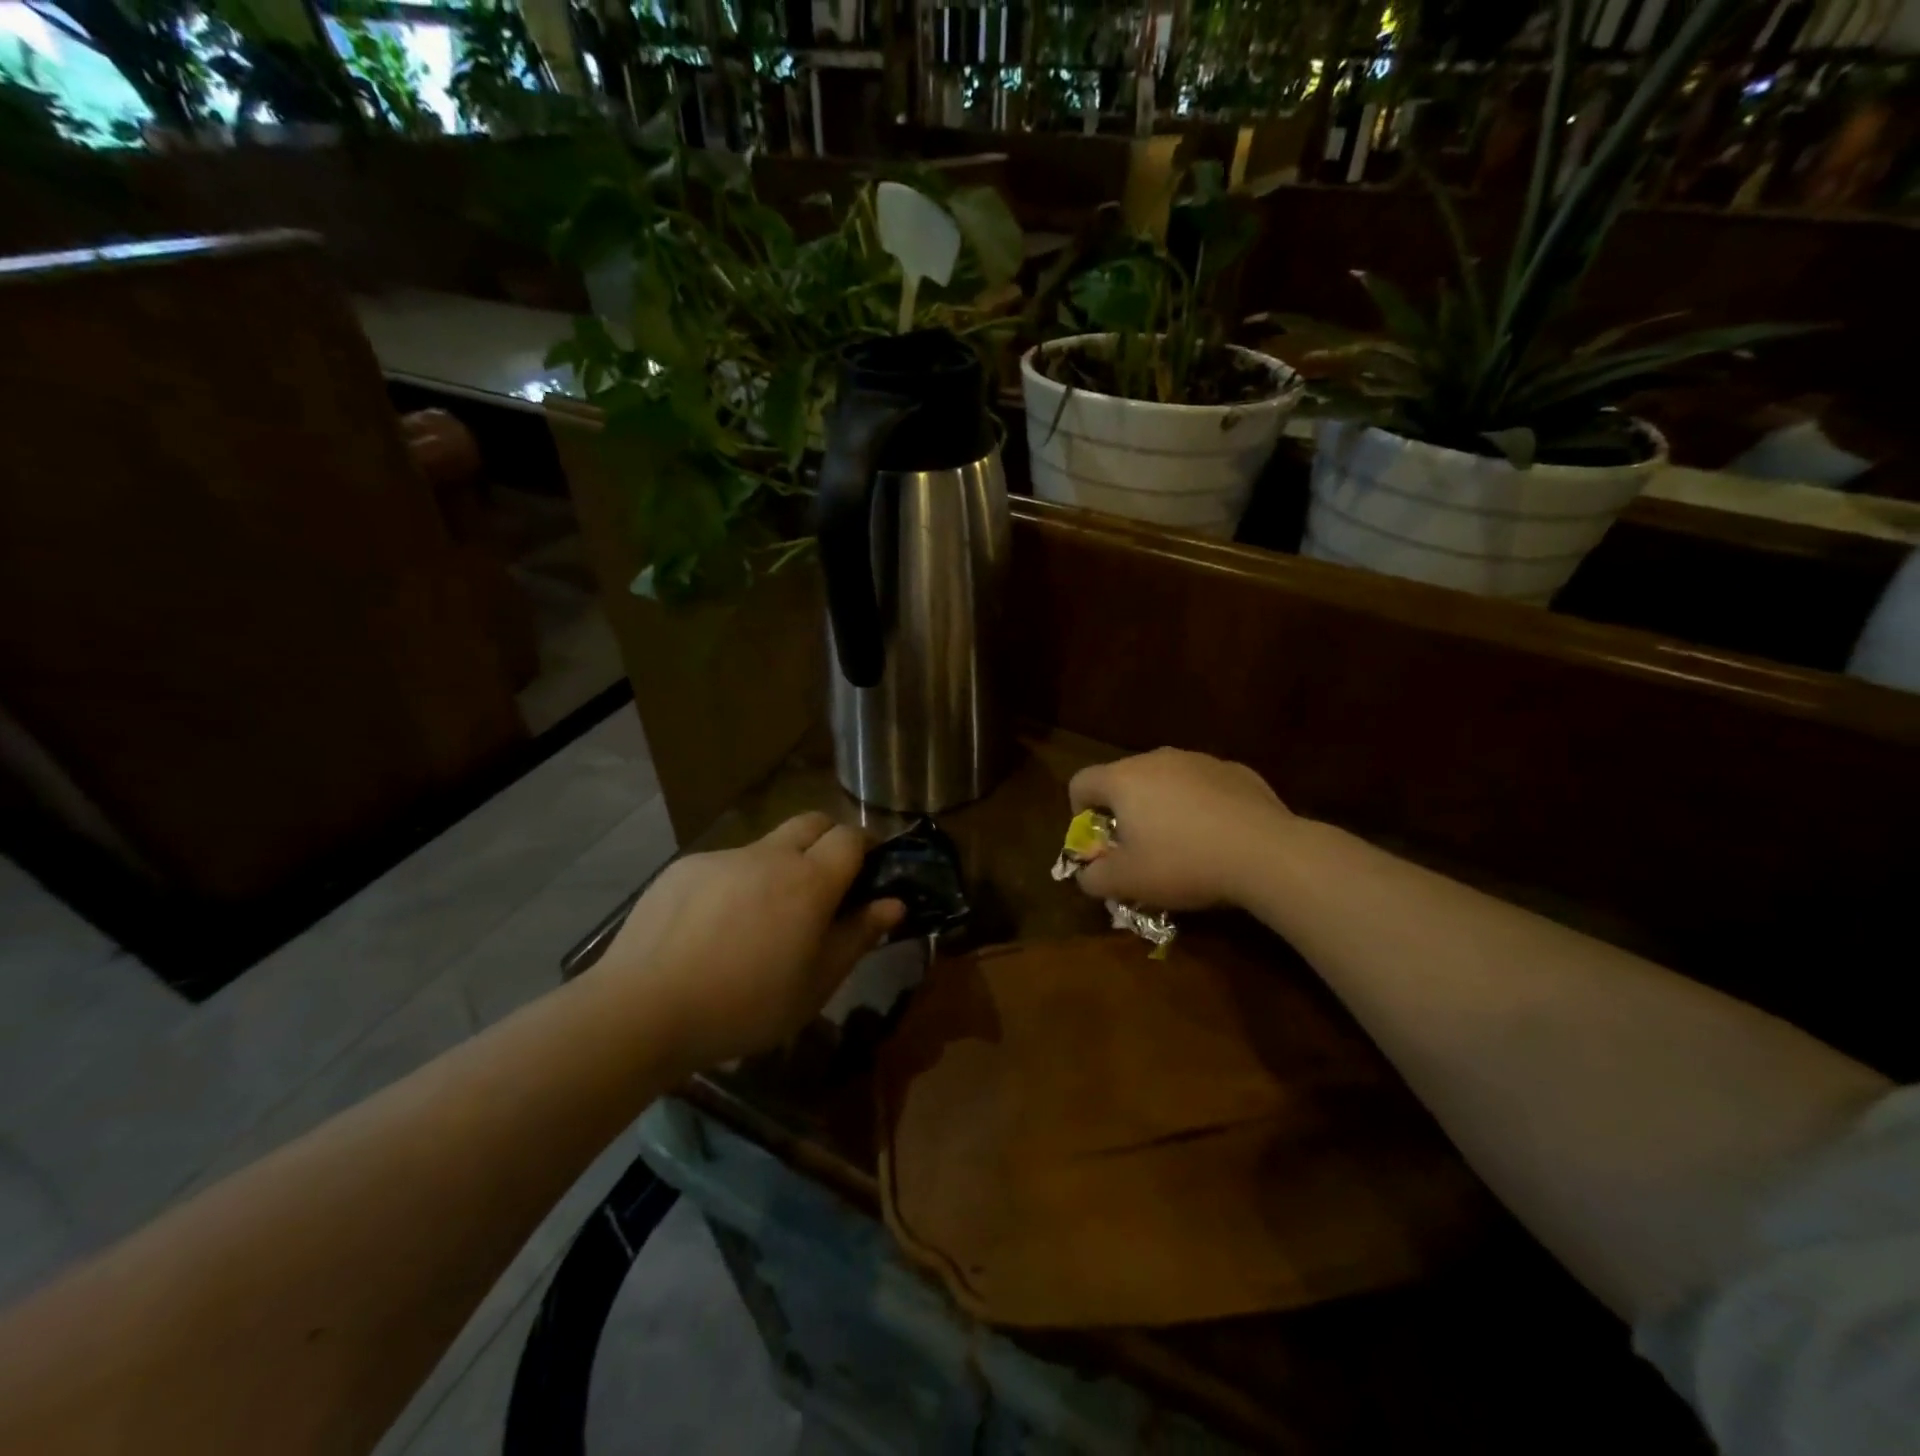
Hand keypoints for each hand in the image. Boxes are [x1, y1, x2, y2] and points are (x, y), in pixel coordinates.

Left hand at [591, 813, 902, 1074]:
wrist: (644, 1009)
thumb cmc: (745, 1005)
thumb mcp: (816, 984)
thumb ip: (858, 936)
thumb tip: (893, 903)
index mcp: (809, 881)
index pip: (851, 836)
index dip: (866, 847)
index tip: (868, 872)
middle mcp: (769, 855)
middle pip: (812, 822)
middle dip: (828, 840)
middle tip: (825, 885)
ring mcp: (723, 857)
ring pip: (766, 846)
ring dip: (779, 867)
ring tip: (761, 920)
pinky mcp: (685, 868)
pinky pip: (725, 865)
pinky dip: (736, 884)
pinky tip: (714, 929)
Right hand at [1068, 749, 1292, 911]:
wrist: (1266, 853)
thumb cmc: (1183, 863)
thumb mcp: (1127, 882)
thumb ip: (1093, 877)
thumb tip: (1087, 874)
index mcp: (1123, 779)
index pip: (1081, 782)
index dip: (1078, 811)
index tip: (1096, 840)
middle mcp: (1157, 759)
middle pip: (1124, 779)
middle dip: (1123, 810)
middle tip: (1137, 847)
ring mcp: (1199, 760)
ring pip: (1166, 780)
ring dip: (1162, 805)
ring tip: (1181, 843)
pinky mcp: (1235, 770)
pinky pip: (1203, 786)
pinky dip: (1200, 805)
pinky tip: (1217, 837)